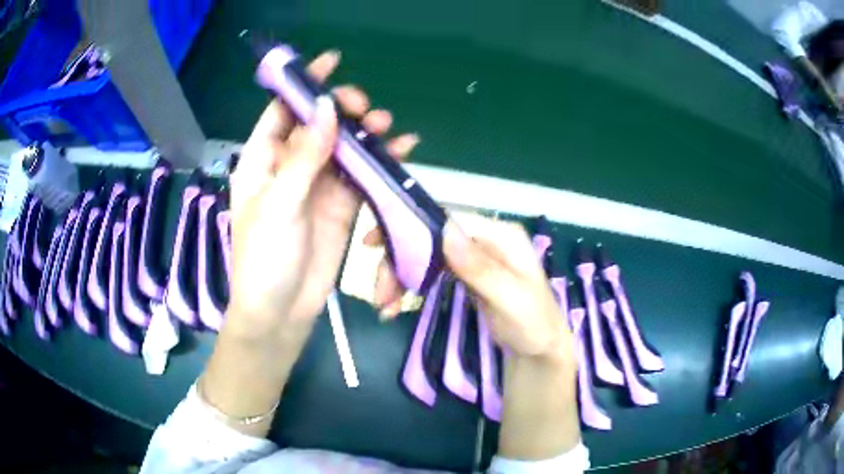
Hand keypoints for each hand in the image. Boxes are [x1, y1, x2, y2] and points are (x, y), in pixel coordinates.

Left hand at [228, 50, 418, 342]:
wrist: (282, 312)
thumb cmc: (265, 259)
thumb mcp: (278, 205)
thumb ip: (304, 157)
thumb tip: (326, 109)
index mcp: (263, 160)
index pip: (282, 110)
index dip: (303, 85)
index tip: (331, 62)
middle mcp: (290, 165)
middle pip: (319, 123)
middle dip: (342, 109)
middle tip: (364, 108)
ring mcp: (318, 184)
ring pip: (344, 146)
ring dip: (366, 133)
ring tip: (386, 127)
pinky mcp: (342, 204)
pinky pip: (363, 174)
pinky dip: (382, 162)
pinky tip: (403, 150)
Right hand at [373, 215, 571, 360]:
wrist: (539, 348)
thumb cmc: (533, 324)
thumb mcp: (511, 299)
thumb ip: (480, 268)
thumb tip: (445, 232)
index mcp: (499, 234)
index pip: (448, 219)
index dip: (410, 225)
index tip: (375, 243)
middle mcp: (483, 238)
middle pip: (430, 237)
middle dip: (398, 260)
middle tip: (379, 294)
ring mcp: (472, 255)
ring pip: (425, 254)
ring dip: (399, 276)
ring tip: (383, 306)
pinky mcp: (463, 273)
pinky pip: (429, 271)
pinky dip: (409, 286)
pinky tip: (395, 305)